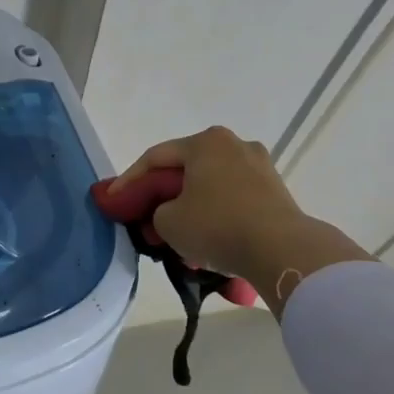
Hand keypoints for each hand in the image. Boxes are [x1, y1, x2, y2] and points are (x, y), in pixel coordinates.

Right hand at [112, 125, 369, 310]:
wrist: (282, 251)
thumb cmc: (217, 226)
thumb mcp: (168, 222)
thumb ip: (157, 212)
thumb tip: (168, 213)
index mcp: (205, 142)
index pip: (155, 158)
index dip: (128, 181)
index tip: (112, 201)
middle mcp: (234, 145)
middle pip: (185, 170)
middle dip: (163, 195)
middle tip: (144, 217)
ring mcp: (260, 167)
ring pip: (210, 186)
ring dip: (190, 207)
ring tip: (175, 234)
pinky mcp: (276, 192)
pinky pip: (232, 200)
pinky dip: (214, 215)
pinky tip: (205, 239)